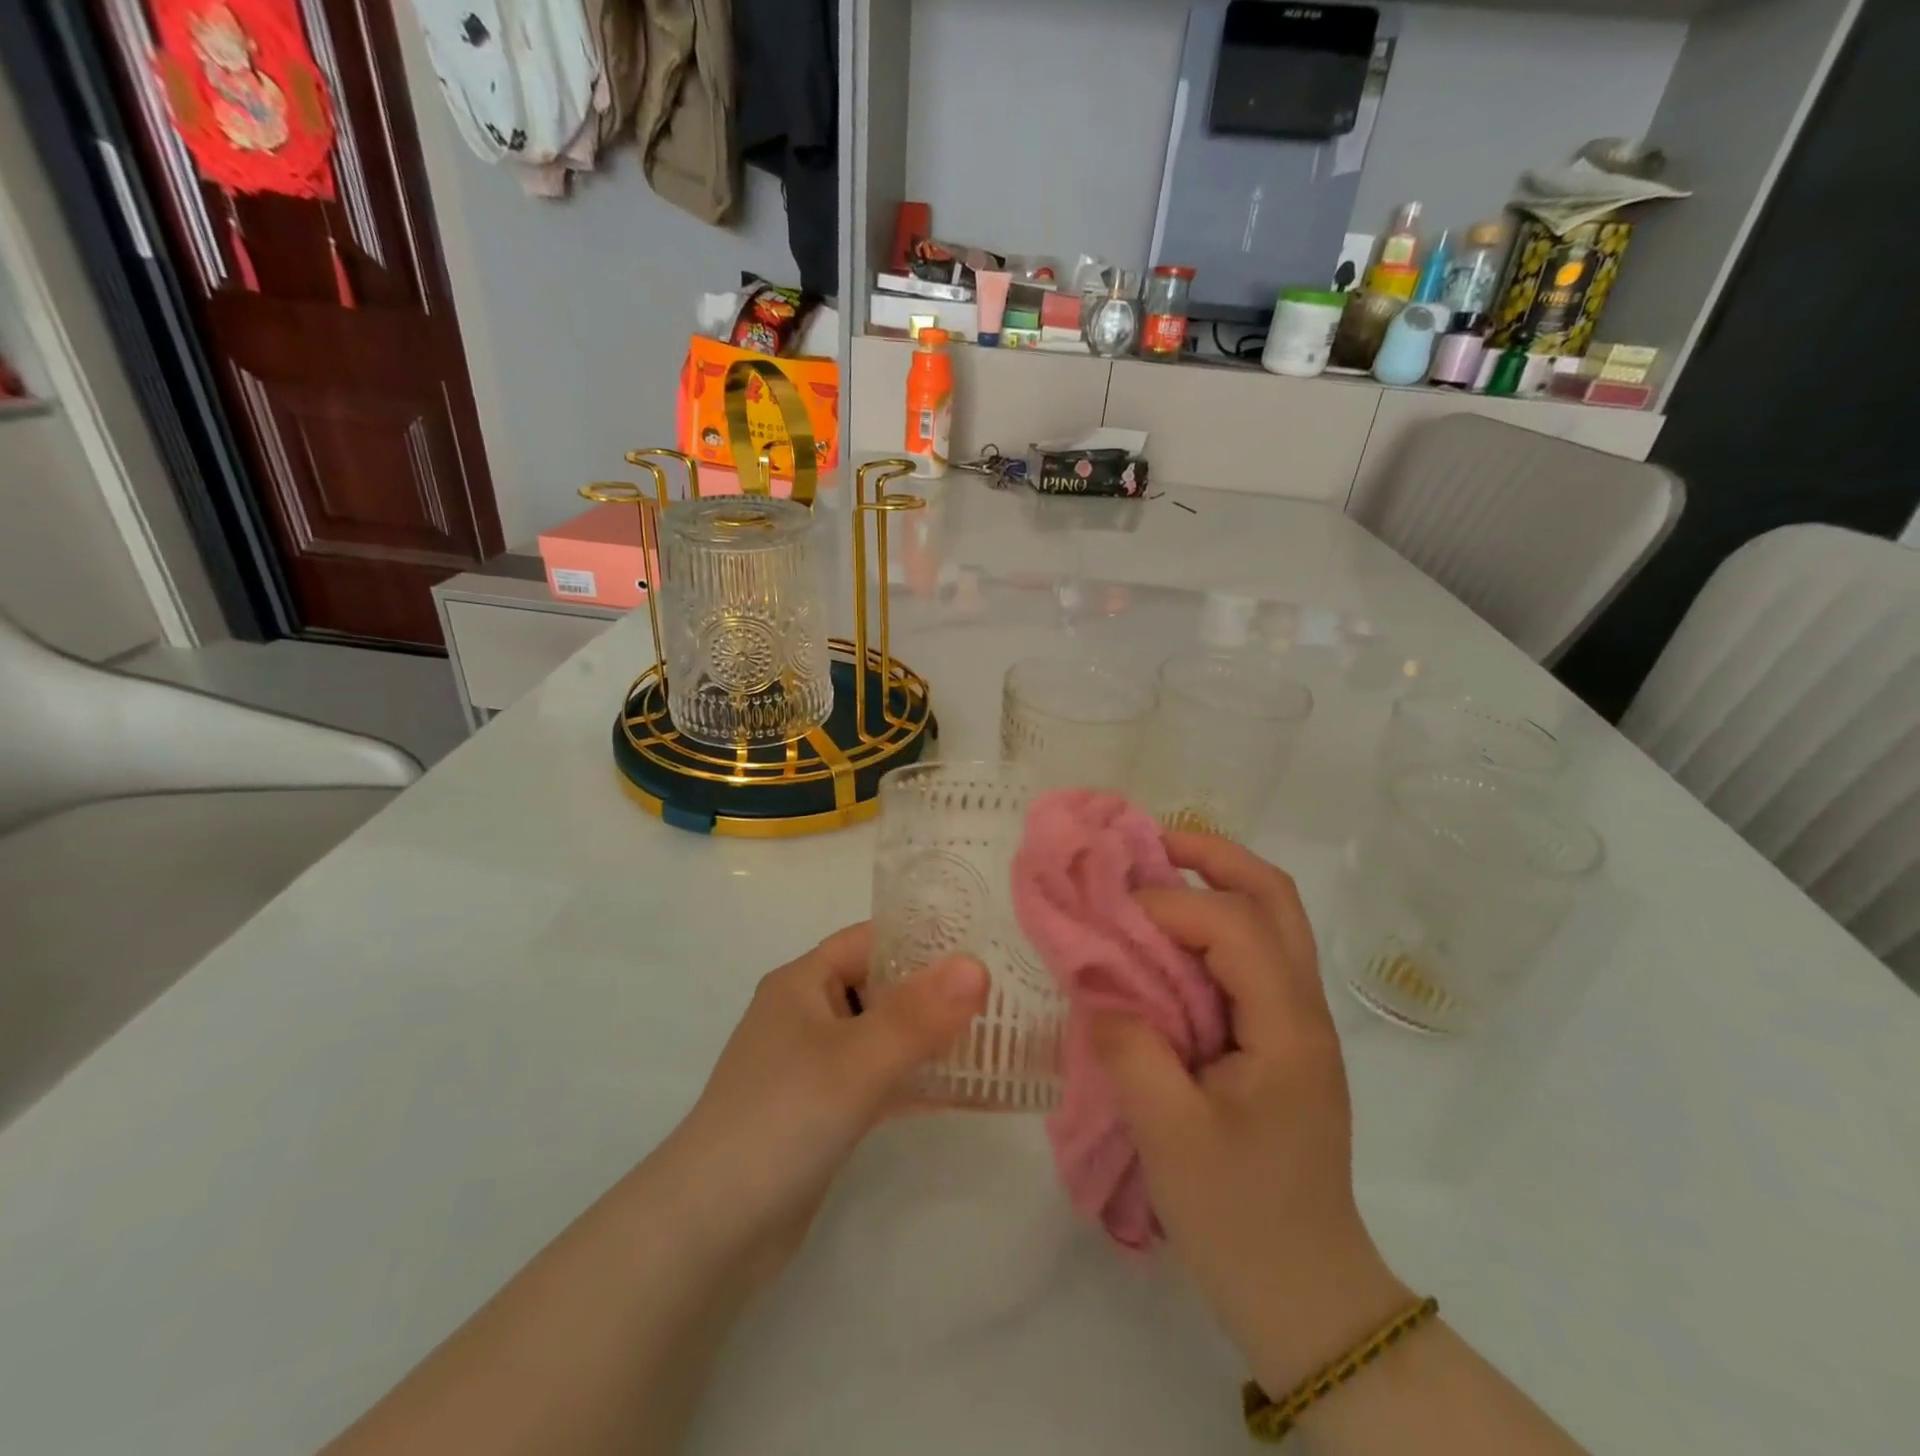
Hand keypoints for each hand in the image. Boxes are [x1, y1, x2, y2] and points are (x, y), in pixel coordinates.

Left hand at [658, 923, 988, 1287]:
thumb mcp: (856, 1060)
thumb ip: (919, 1015)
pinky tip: (968, 1091)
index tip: (981, 946)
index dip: (922, 938)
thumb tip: (977, 966)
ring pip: (884, 1037)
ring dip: (931, 1039)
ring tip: (995, 1038)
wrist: (710, 1232)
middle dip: (936, 991)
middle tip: (1001, 995)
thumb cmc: (782, 1119)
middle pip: (882, 987)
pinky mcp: (824, 1113)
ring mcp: (814, 1067)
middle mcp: (807, 1015)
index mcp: (803, 983)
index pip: (870, 939)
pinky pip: (880, 1082)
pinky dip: (917, 1082)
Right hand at [1090, 834, 1409, 1393]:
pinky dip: (1213, 925)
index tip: (1110, 917)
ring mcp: (1296, 1022)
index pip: (1233, 925)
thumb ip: (1129, 1048)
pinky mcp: (1279, 1039)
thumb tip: (1094, 983)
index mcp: (1286, 1027)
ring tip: (1156, 872)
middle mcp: (1303, 1009)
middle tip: (1151, 842)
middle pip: (1274, 898)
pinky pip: (1253, 956)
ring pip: (1272, 921)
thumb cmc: (1241, 1220)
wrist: (1307, 1294)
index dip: (1168, 904)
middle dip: (1214, 856)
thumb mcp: (1170, 1138)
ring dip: (1218, 883)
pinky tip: (1167, 938)